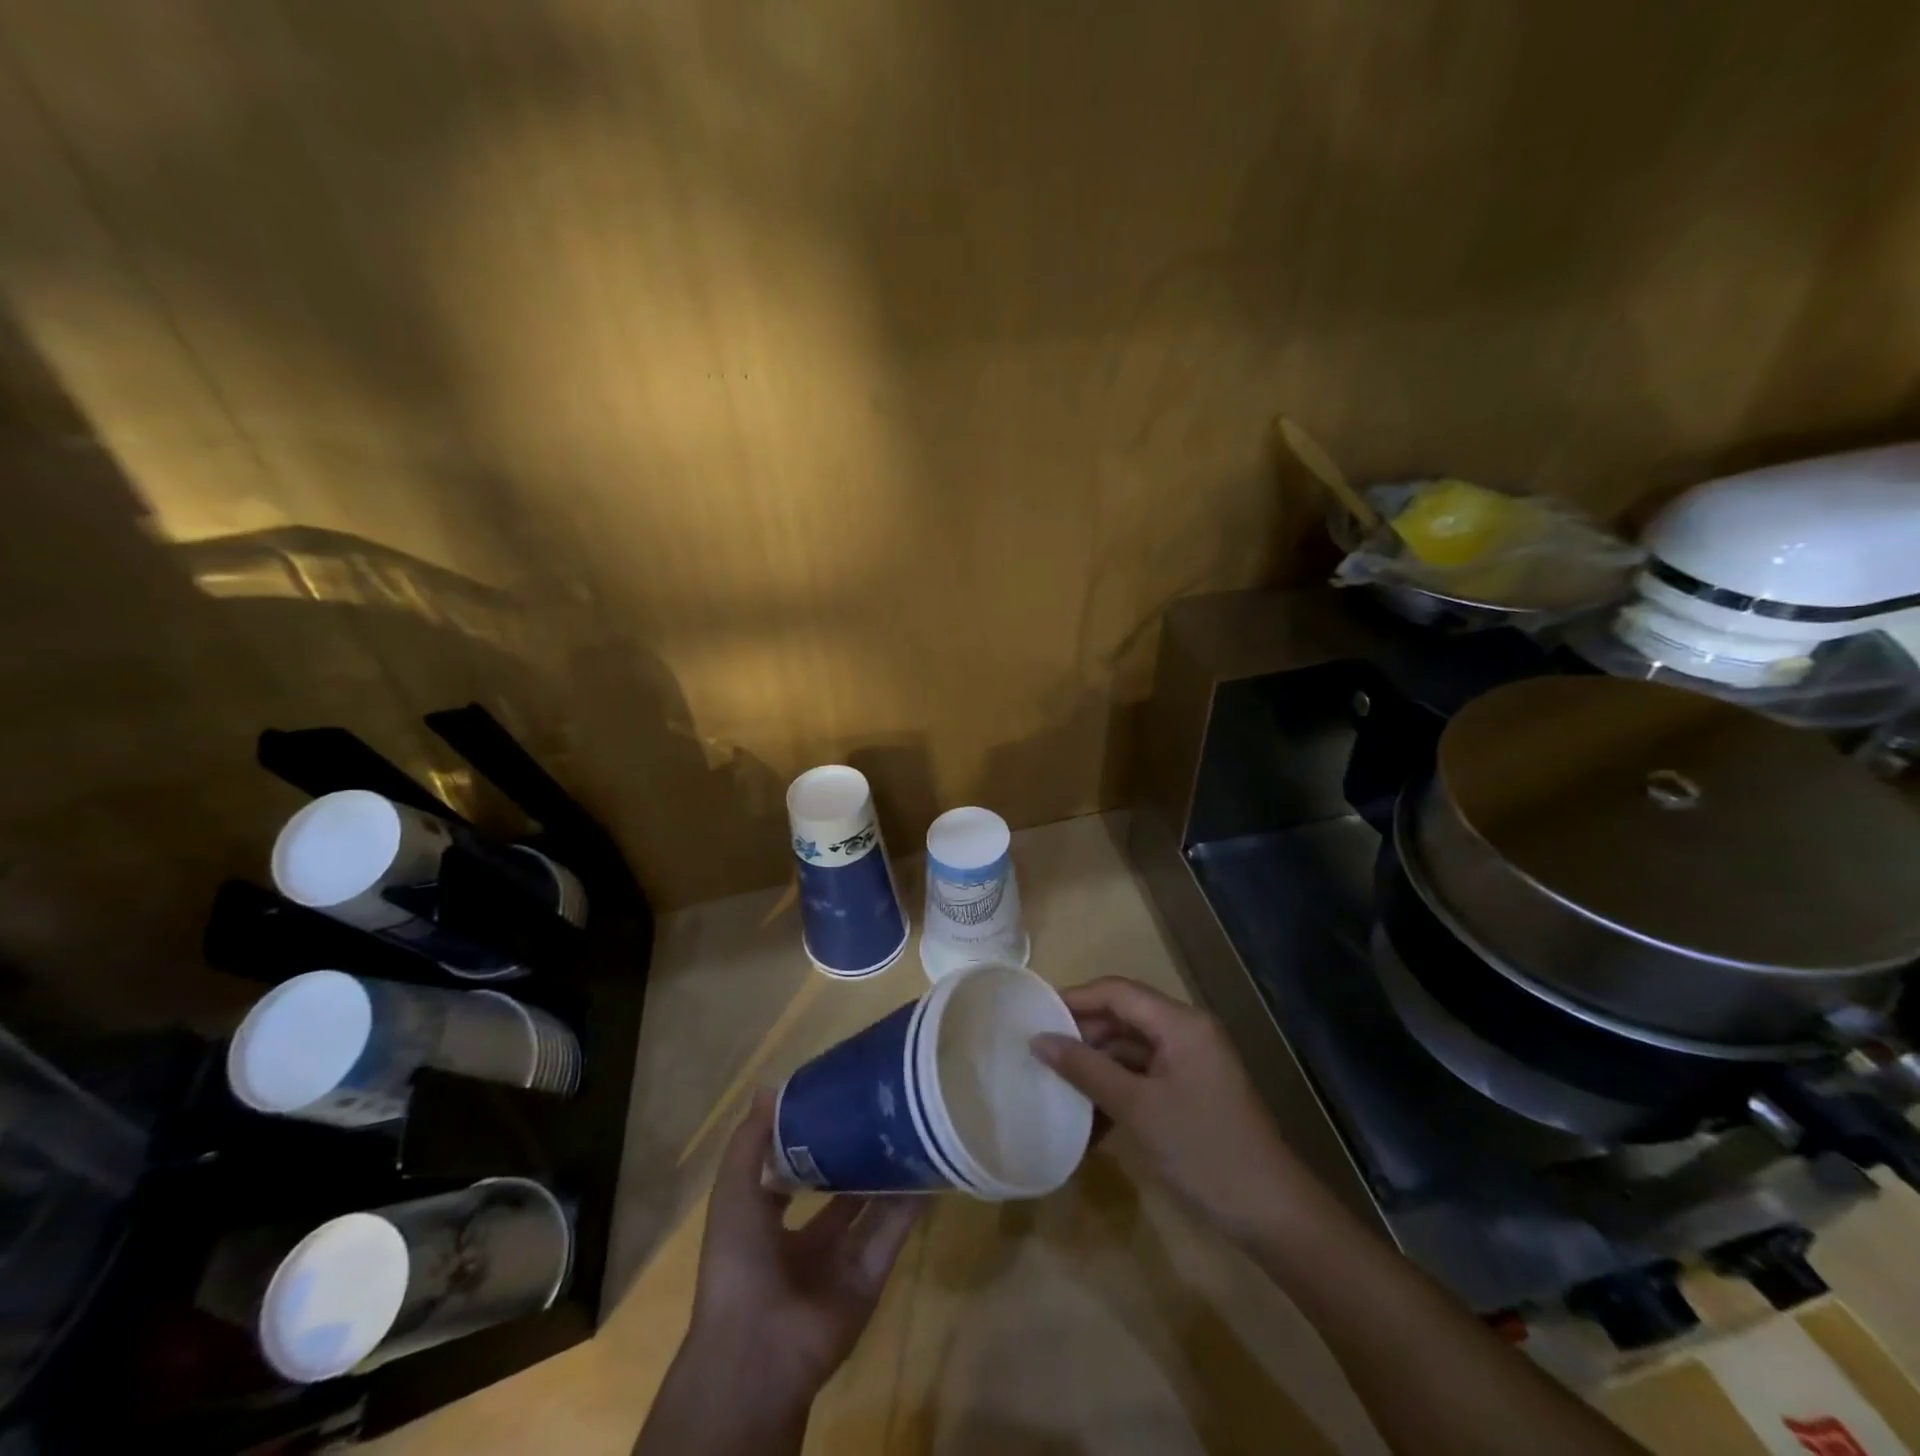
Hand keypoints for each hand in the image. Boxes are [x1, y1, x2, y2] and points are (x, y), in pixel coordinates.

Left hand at [687, 1089, 922, 1401]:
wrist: (757, 1348)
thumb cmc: (737, 1261)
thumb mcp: (732, 1192)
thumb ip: (750, 1142)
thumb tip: (769, 1088)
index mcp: (767, 1224)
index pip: (793, 1175)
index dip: (811, 1142)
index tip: (835, 1102)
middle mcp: (806, 1242)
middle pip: (839, 1192)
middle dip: (857, 1156)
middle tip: (883, 1111)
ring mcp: (840, 1262)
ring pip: (871, 1209)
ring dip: (889, 1176)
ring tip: (913, 1129)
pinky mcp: (870, 1279)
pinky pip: (893, 1235)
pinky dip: (911, 1206)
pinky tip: (929, 1170)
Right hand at [1030, 977, 1313, 1245]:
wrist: (1272, 1214)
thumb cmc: (1203, 1150)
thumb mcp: (1137, 1108)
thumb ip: (1086, 1069)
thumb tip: (1039, 1040)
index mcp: (1181, 1023)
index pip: (1118, 992)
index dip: (1075, 999)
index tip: (1035, 1015)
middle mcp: (1188, 1032)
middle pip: (1125, 1016)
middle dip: (1083, 1033)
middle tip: (1040, 1052)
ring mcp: (1193, 1062)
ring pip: (1133, 1048)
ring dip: (1098, 1065)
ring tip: (1057, 1083)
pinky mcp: (1193, 1090)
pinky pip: (1146, 1075)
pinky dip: (1118, 1088)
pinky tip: (1089, 1116)